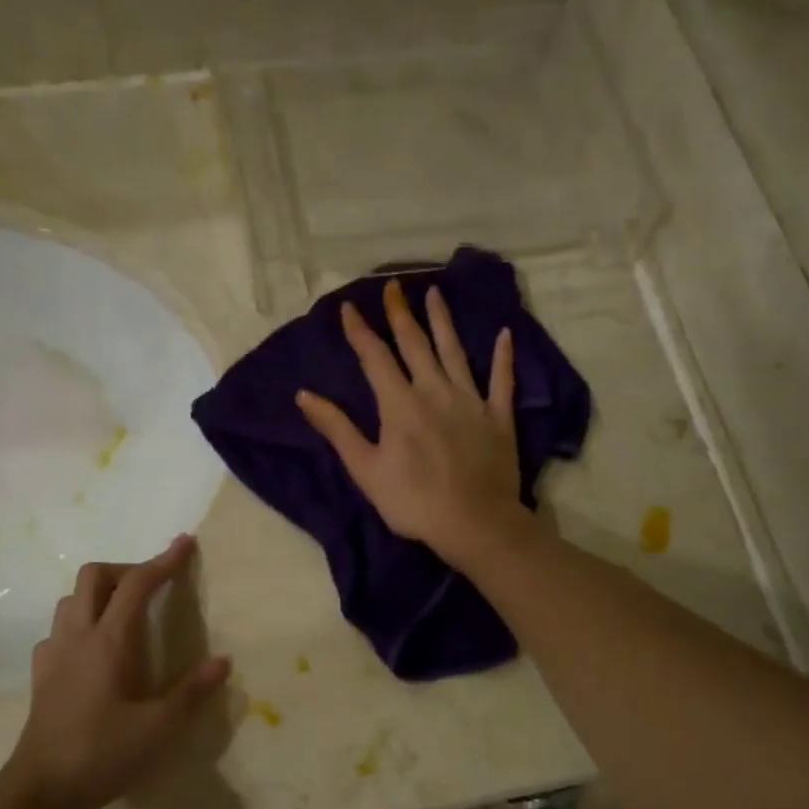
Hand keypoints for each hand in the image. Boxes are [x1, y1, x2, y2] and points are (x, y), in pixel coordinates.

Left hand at [1, 535, 229, 808]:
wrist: (40, 791)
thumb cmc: (104, 755)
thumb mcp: (160, 728)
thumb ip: (192, 692)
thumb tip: (222, 661)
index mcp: (110, 642)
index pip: (138, 584)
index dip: (163, 560)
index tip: (185, 543)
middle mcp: (78, 636)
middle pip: (94, 576)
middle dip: (126, 568)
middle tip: (153, 585)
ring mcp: (54, 654)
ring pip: (71, 600)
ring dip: (100, 593)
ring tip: (126, 612)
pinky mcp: (41, 676)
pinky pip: (59, 630)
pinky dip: (80, 622)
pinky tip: (93, 649)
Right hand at [297, 278, 524, 564]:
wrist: (473, 522)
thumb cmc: (412, 501)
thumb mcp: (365, 468)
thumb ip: (337, 429)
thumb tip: (304, 395)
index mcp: (399, 403)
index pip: (374, 357)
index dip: (360, 331)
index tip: (349, 307)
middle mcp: (435, 391)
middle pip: (415, 345)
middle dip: (400, 314)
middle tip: (393, 286)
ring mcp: (470, 401)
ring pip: (455, 352)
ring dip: (443, 322)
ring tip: (435, 294)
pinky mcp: (498, 417)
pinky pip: (501, 381)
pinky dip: (503, 357)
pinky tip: (504, 335)